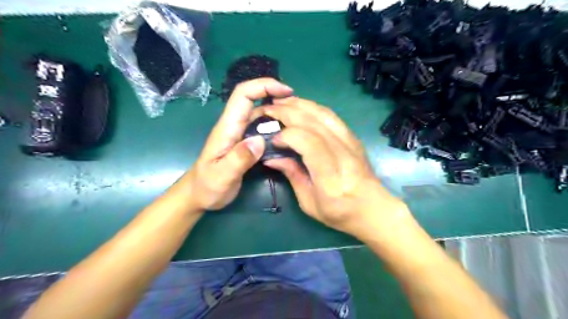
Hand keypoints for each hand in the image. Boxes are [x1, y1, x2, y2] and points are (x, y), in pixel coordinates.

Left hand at [180, 77, 291, 209]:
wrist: (200, 195)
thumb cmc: (207, 186)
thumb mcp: (221, 176)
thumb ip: (238, 159)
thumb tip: (259, 140)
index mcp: (228, 127)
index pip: (243, 94)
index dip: (264, 86)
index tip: (286, 91)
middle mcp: (235, 125)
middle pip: (254, 99)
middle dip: (277, 96)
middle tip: (299, 109)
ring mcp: (241, 134)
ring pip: (261, 114)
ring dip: (279, 112)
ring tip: (299, 121)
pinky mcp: (246, 143)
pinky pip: (264, 128)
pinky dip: (277, 127)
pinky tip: (289, 136)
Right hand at [259, 97, 411, 238]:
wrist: (373, 209)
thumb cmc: (339, 212)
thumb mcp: (309, 203)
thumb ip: (292, 176)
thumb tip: (272, 158)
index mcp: (331, 175)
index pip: (309, 142)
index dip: (288, 135)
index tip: (273, 140)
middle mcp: (342, 153)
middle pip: (314, 122)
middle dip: (287, 112)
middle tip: (268, 109)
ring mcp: (350, 142)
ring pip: (323, 113)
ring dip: (300, 104)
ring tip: (281, 102)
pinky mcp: (353, 137)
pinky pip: (331, 116)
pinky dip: (313, 107)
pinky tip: (301, 106)